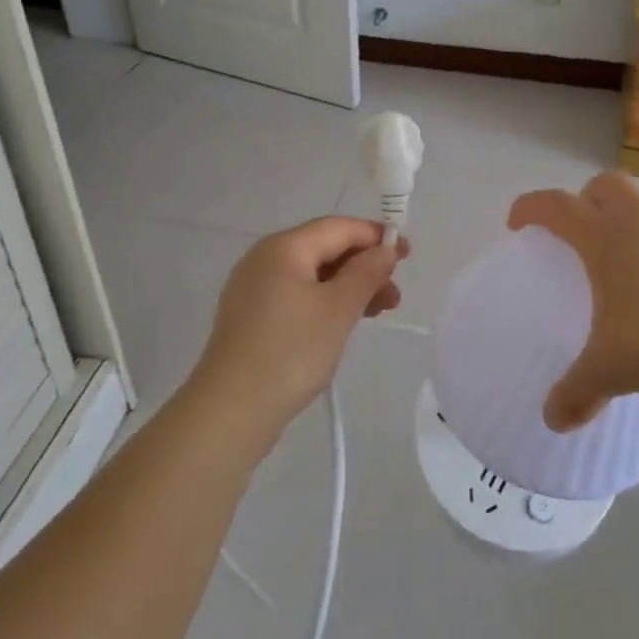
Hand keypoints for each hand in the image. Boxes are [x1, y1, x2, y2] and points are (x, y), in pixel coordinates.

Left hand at [191, 217, 408, 439]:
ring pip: (311, 275)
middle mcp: (264, 259)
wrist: (231, 411)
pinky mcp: (250, 317)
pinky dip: (325, 302)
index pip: (337, 228)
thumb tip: (384, 249)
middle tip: (395, 294)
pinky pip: (296, 296)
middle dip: (363, 266)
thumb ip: (366, 273)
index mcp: (283, 248)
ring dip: (348, 287)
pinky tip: (342, 324)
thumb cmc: (291, 352)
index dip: (374, 236)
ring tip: (379, 312)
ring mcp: (253, 289)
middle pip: (324, 249)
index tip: (407, 253)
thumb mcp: (339, 309)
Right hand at [509, 171, 638, 431]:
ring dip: (637, 217)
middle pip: (606, 184)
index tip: (518, 223)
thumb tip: (553, 420)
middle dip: (587, 199)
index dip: (531, 208)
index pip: (555, 205)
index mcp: (605, 237)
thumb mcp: (614, 369)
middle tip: (583, 232)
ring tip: (637, 257)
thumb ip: (579, 391)